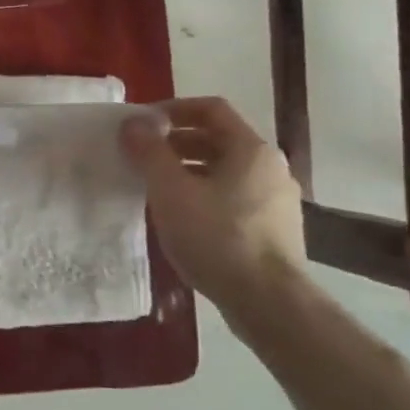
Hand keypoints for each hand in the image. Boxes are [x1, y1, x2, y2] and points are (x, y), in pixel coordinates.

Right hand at [120, 97, 306, 317]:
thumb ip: (150, 152)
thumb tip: (133, 123)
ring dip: (187, 170)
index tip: (141, 124)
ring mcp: (276, 199)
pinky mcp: (273, 228)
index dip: (173, 109)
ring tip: (154, 188)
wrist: (268, 300)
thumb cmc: (217, 237)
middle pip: (218, 139)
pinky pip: (232, 196)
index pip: (211, 109)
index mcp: (250, 149)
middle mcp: (270, 167)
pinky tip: (182, 218)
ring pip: (224, 170)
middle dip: (175, 142)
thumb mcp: (171, 191)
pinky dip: (203, 194)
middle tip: (140, 156)